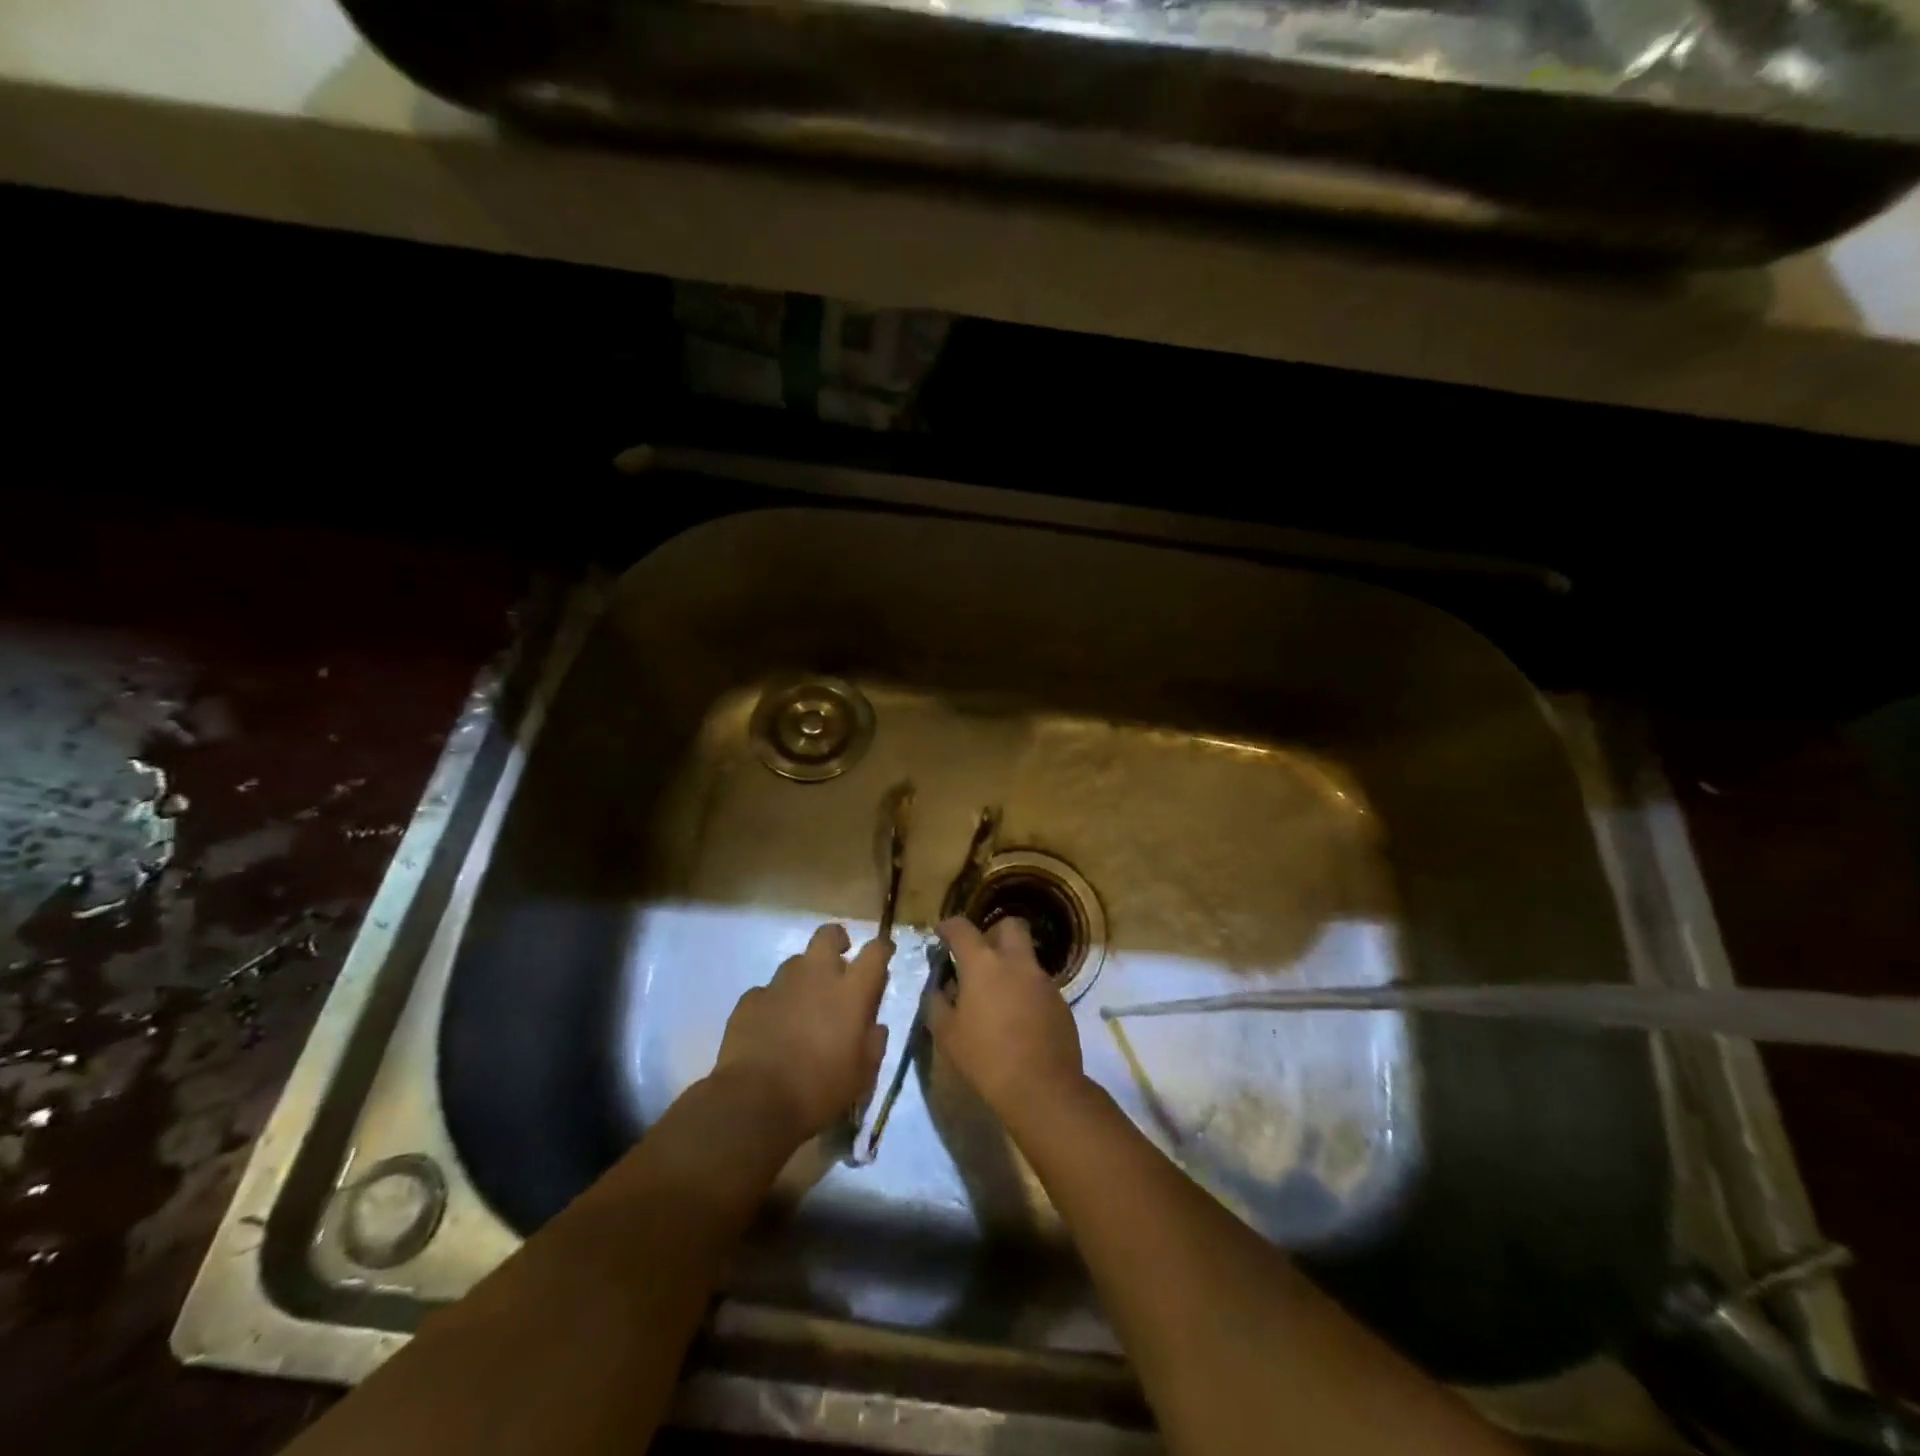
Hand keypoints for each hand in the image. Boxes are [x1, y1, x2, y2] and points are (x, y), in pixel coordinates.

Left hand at [713, 922, 890, 1142]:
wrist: (755, 1103)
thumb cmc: (819, 1090)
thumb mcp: (862, 1075)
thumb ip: (873, 1043)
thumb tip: (875, 1027)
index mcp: (851, 991)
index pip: (875, 952)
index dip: (882, 949)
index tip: (884, 954)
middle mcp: (817, 976)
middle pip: (828, 935)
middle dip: (837, 941)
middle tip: (840, 961)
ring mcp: (779, 984)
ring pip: (796, 962)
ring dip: (805, 976)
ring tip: (804, 1005)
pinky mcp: (750, 1000)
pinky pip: (767, 991)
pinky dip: (774, 1003)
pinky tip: (772, 1027)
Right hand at [926, 916, 1083, 1118]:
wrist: (1042, 1088)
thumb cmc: (985, 1058)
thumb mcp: (947, 1034)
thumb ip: (937, 1003)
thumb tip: (939, 988)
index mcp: (983, 964)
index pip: (962, 928)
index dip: (949, 926)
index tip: (942, 934)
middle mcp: (1016, 962)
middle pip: (1009, 926)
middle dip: (993, 933)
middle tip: (979, 956)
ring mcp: (1043, 980)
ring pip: (1026, 957)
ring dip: (1011, 965)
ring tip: (997, 996)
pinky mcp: (1060, 1001)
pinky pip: (1039, 984)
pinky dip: (1026, 991)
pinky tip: (1018, 1019)